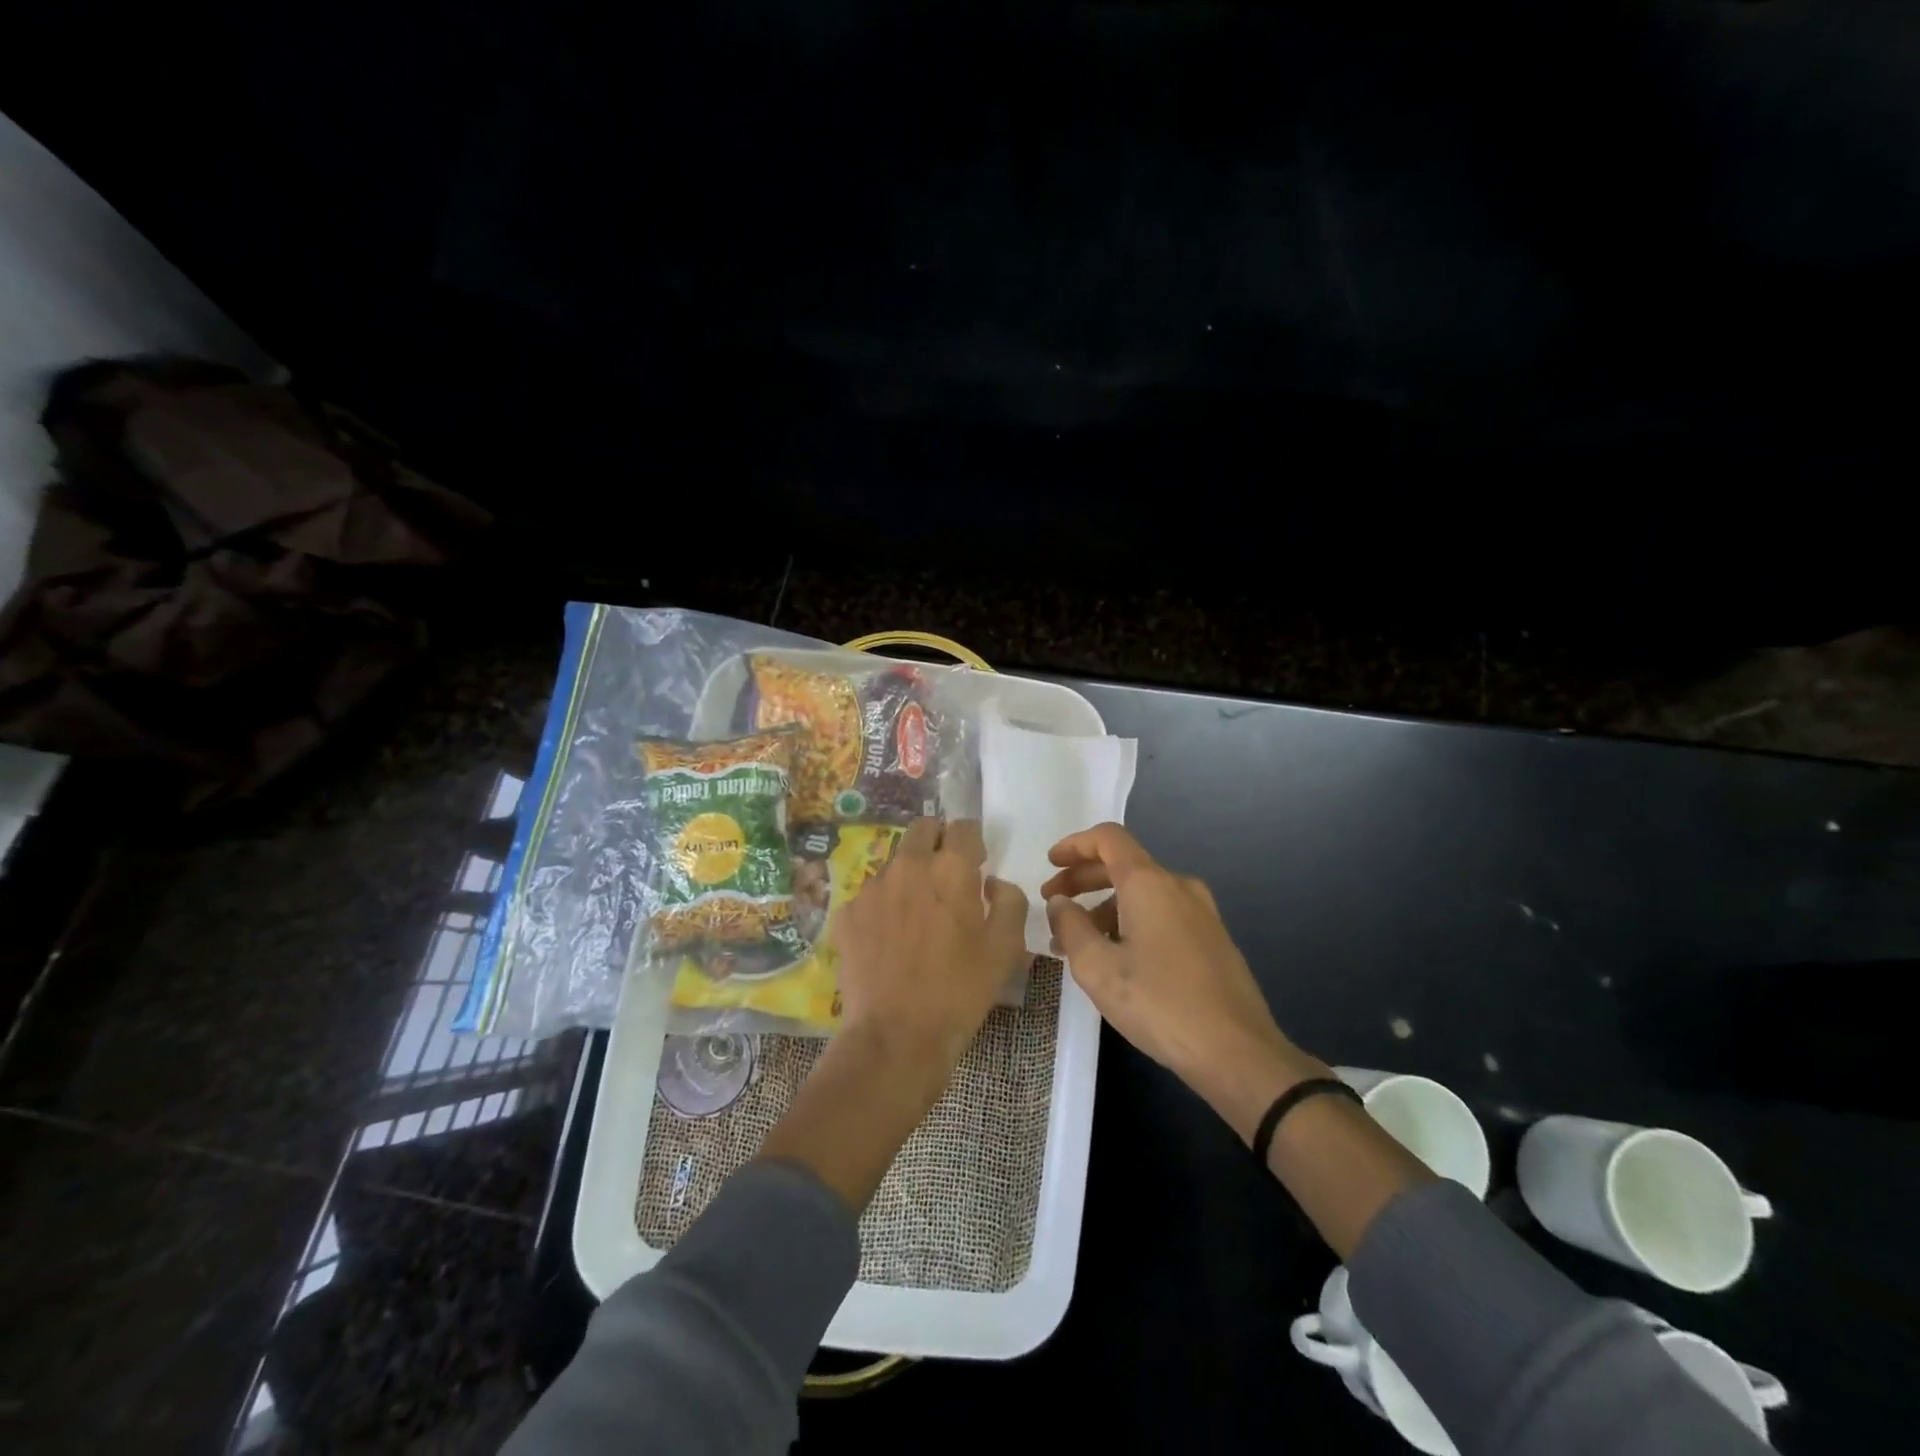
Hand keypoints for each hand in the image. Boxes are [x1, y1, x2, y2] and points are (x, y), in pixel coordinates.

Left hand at [834, 817, 1029, 1075]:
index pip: (963, 827)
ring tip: (917, 914)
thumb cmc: (960, 991)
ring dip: (910, 874)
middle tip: (947, 876)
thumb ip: (1009, 901)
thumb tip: (992, 882)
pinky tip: (889, 938)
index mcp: (950, 868)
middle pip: (922, 830)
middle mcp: (908, 866)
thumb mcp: (1005, 948)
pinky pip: (870, 895)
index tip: (977, 863)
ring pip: (894, 862)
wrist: (896, 1036)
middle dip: (937, 842)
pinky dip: (883, 905)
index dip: (972, 841)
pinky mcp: (847, 914)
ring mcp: (872, 888)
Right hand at [1042, 823, 1323, 1140]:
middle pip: (1124, 864)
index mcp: (1149, 883)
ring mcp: (1201, 913)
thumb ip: (1071, 927)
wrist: (1237, 1052)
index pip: (1108, 839)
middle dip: (1083, 879)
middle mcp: (1178, 886)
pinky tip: (1117, 958)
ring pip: (1143, 893)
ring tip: (1078, 944)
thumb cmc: (1160, 1004)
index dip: (1075, 845)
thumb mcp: (1098, 968)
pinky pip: (1162, 914)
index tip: (1050, 864)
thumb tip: (1060, 903)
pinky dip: (1131, 921)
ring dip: (1105, 907)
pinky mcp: (1213, 940)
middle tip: (1054, 904)